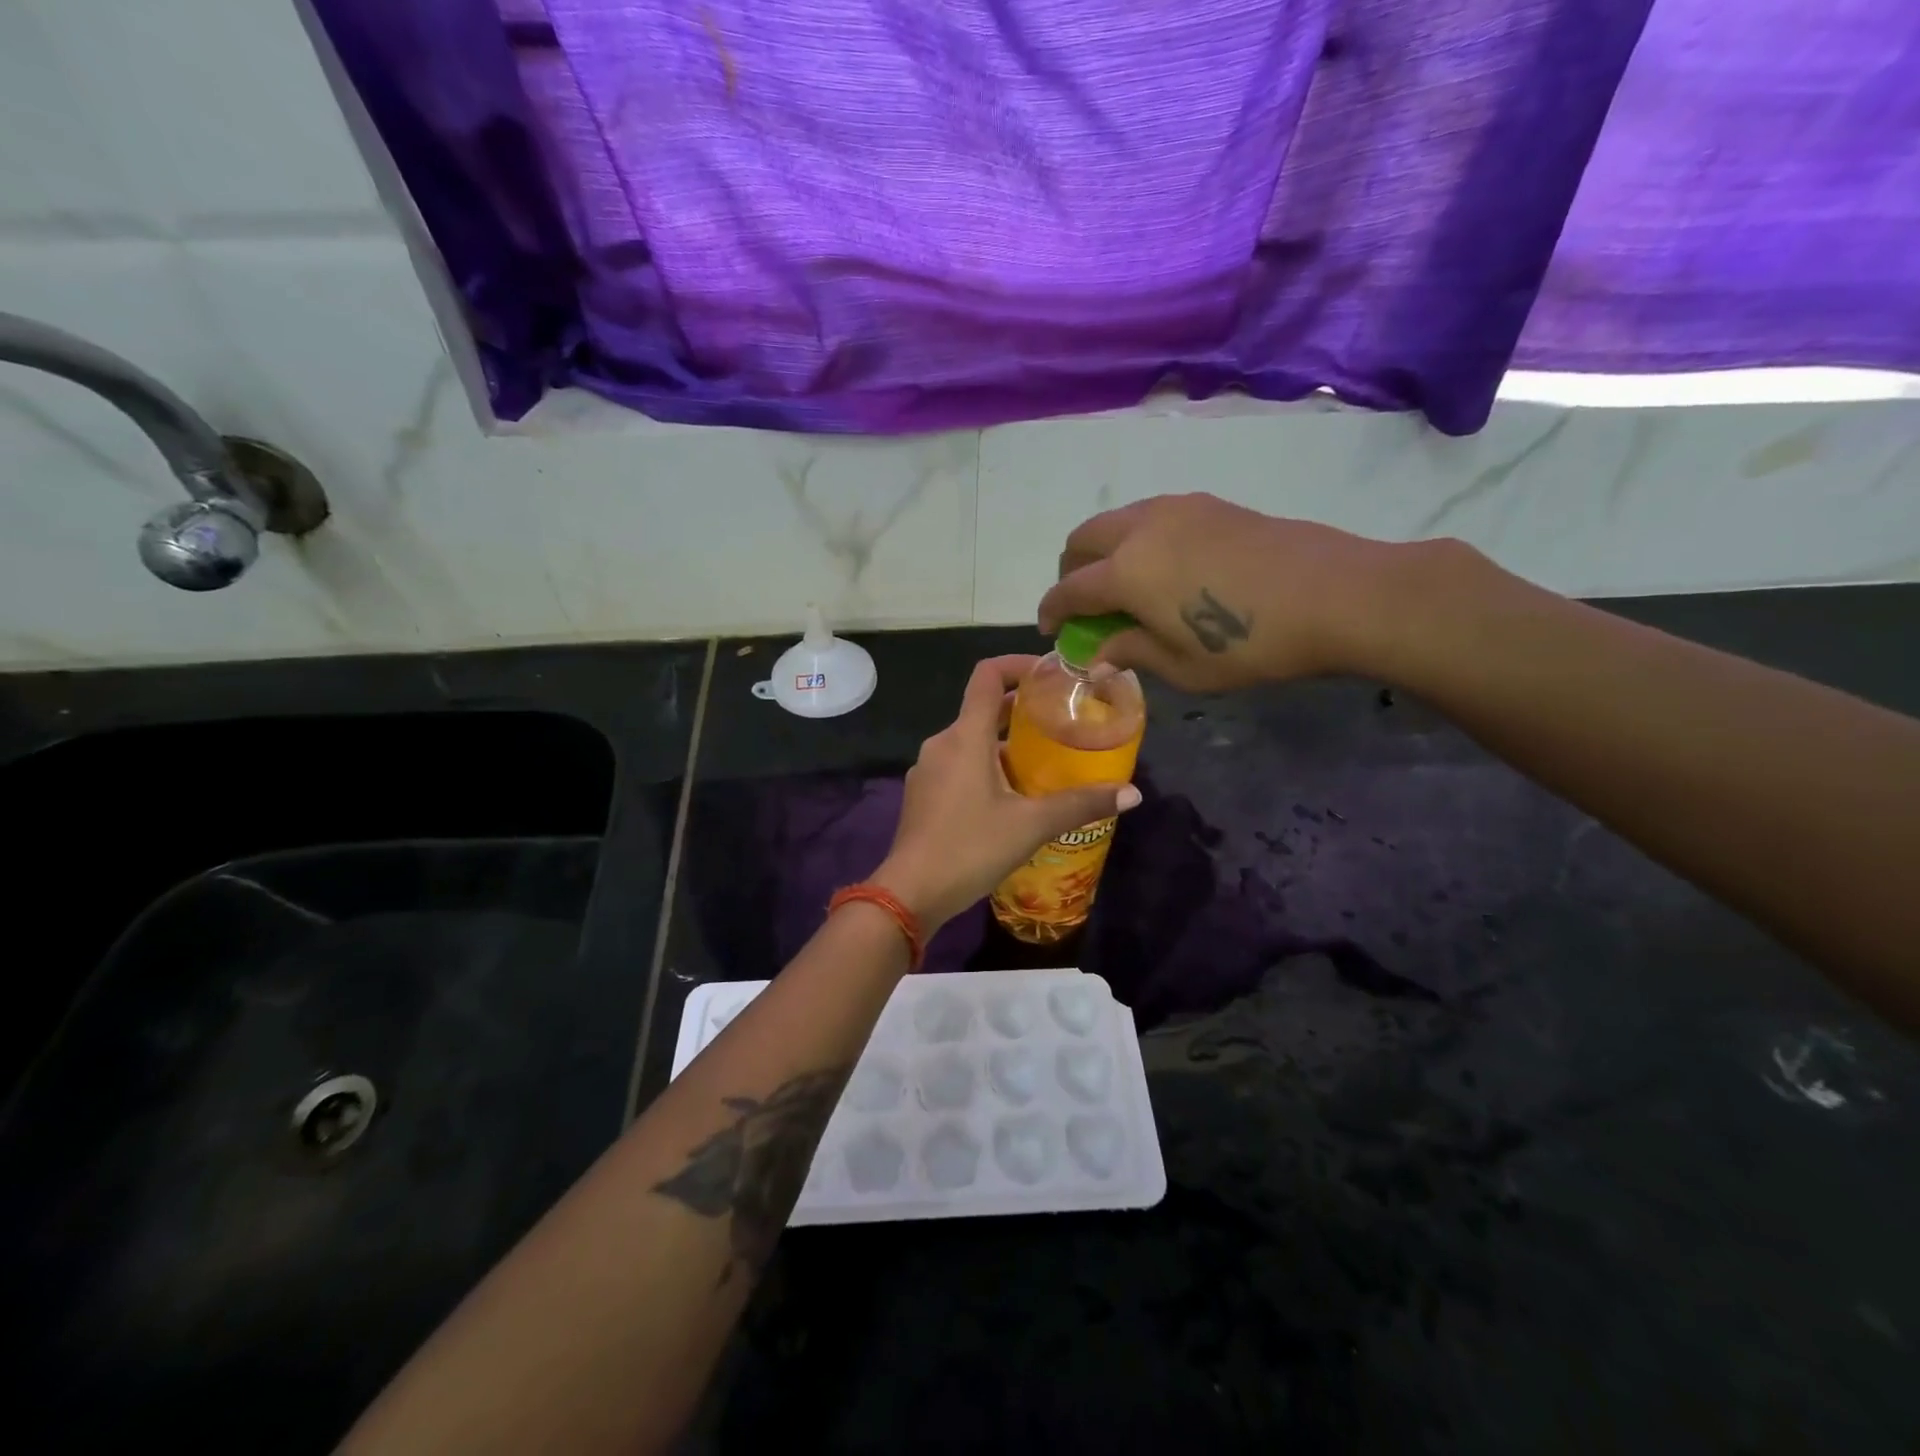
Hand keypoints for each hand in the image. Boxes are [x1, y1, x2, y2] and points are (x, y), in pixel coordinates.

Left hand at [872, 655, 1140, 930]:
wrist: (910, 893)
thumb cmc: (970, 847)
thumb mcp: (1031, 825)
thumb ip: (1081, 804)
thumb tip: (1132, 794)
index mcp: (965, 736)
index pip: (987, 675)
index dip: (1018, 665)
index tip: (1050, 674)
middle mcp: (942, 743)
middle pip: (982, 709)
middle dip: (1021, 711)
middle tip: (1061, 721)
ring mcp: (928, 770)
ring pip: (971, 741)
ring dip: (1005, 743)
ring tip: (1043, 761)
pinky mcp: (923, 795)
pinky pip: (959, 765)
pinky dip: (986, 766)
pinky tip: (1010, 796)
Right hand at [1036, 493, 1406, 690]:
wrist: (1334, 594)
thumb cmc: (1250, 644)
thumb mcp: (1182, 666)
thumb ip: (1131, 651)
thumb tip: (1099, 652)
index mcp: (1125, 572)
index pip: (1068, 589)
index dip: (1051, 611)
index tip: (1050, 629)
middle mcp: (1140, 529)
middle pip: (1082, 539)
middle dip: (1070, 571)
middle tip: (1083, 604)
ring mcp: (1176, 508)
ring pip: (1116, 520)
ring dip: (1103, 550)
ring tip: (1123, 585)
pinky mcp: (1208, 503)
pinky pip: (1151, 515)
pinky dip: (1137, 538)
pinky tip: (1165, 568)